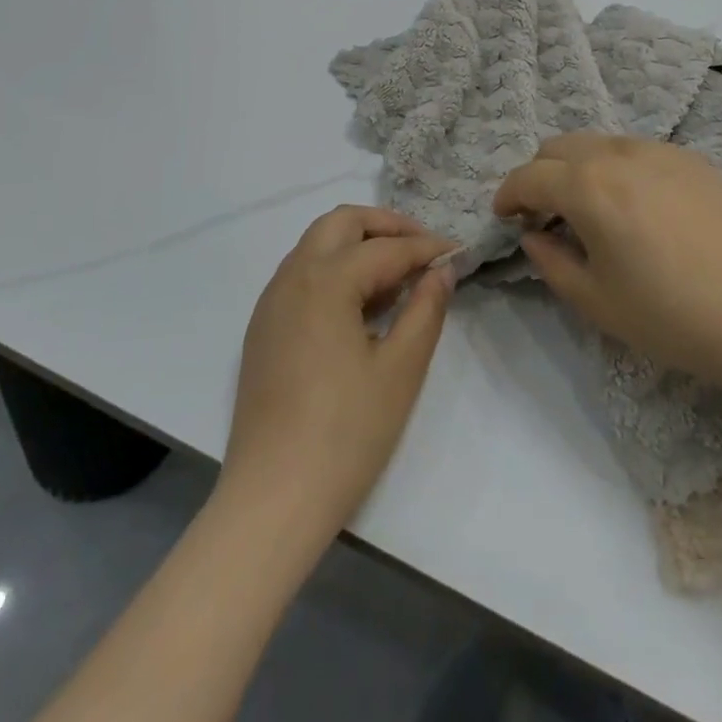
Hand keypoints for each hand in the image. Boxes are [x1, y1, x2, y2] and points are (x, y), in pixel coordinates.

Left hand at [222, 206, 456, 535]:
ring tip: (397, 277)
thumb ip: (426, 308)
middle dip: (386, 226)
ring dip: (358, 245)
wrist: (272, 499)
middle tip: (423, 249)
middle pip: (341, 223)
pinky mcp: (263, 327)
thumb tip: (442, 270)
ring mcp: (271, 301)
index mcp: (325, 280)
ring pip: (317, 245)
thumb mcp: (401, 370)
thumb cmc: (346, 434)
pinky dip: (334, 269)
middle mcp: (292, 276)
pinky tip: (360, 305)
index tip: (458, 252)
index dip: (427, 248)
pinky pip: (301, 274)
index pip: (386, 248)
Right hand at [493, 133, 721, 392]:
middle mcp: (619, 153)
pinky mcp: (694, 160)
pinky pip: (638, 151)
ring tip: (591, 209)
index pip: (529, 175)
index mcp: (588, 185)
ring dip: (579, 168)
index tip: (504, 216)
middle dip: (540, 174)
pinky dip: (618, 168)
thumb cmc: (670, 315)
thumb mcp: (595, 301)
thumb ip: (550, 261)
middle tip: (544, 214)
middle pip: (559, 146)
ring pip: (600, 143)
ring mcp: (661, 150)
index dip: (508, 195)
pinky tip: (638, 208)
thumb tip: (534, 235)